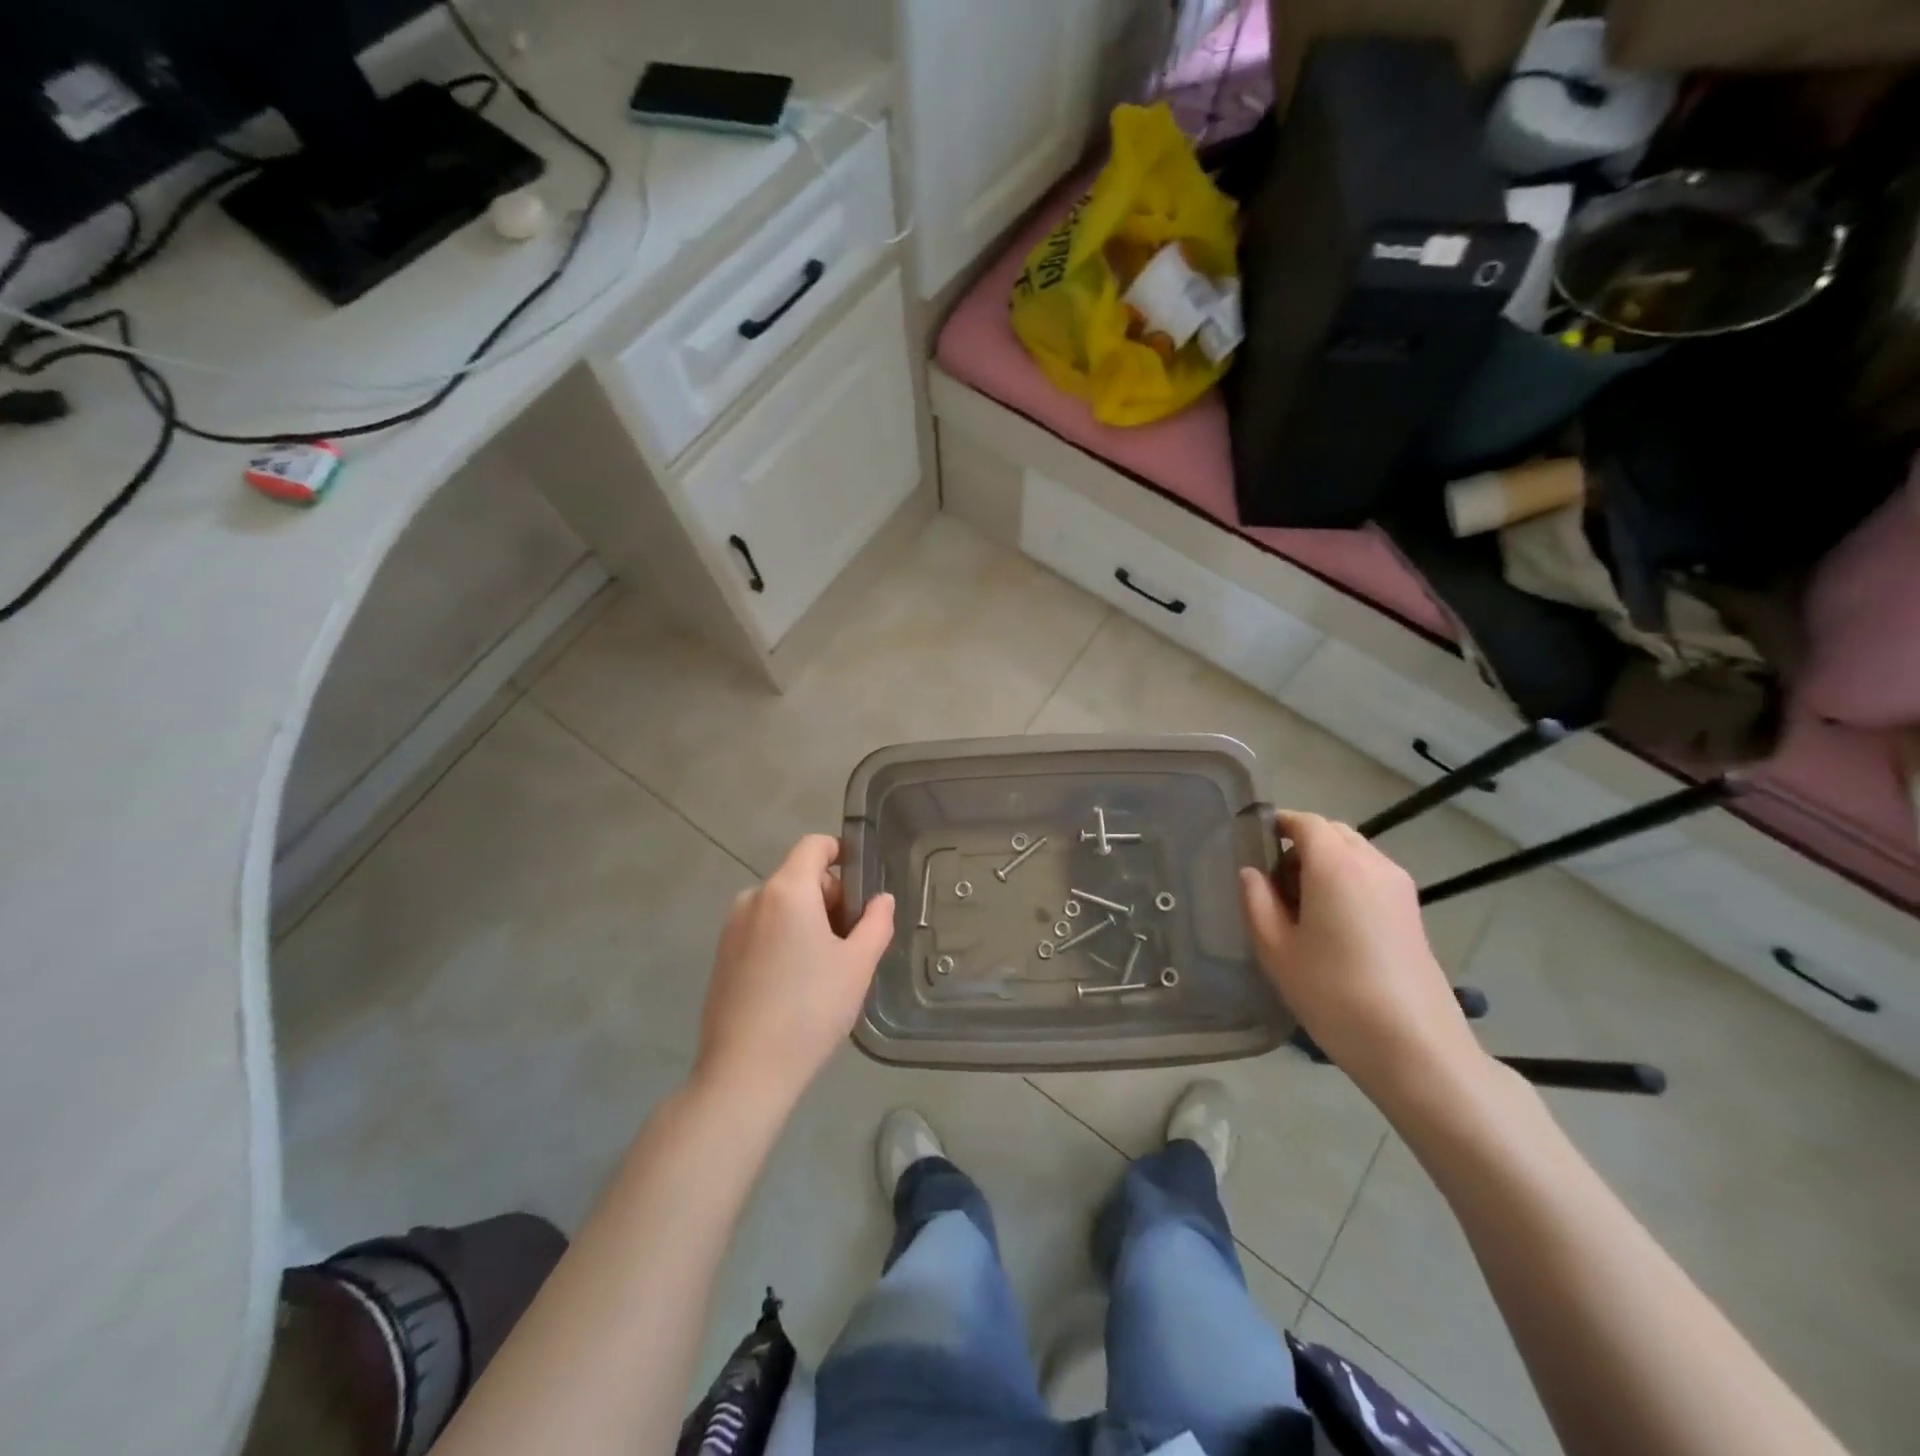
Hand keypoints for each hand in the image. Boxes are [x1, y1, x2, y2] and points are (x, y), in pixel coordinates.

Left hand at [694, 834, 894, 1109]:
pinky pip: (762, 931)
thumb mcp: (858, 964)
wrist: (744, 1072)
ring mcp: (732, 928)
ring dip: (808, 922)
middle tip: (853, 942)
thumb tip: (881, 899)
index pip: (815, 845)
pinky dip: (784, 941)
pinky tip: (796, 986)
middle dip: (831, 899)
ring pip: (781, 907)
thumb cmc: (810, 1009)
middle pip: (800, 878)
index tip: (862, 888)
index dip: (842, 854)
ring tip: (827, 969)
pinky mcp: (722, 957)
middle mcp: (753, 898)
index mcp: (787, 890)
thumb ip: (876, 922)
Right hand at [1239, 811, 1485, 1102]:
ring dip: (1325, 863)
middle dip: (1300, 844)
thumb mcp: (1276, 950)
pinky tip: (1333, 925)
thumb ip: (1256, 902)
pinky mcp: (1412, 912)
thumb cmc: (1334, 994)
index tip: (1252, 843)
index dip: (1277, 824)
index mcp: (1335, 865)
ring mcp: (1399, 888)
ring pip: (1355, 853)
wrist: (1415, 1047)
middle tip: (1274, 882)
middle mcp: (1372, 864)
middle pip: (1333, 833)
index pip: (1304, 822)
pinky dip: (1347, 881)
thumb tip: (1251, 873)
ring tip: (1302, 907)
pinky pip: (1371, 876)